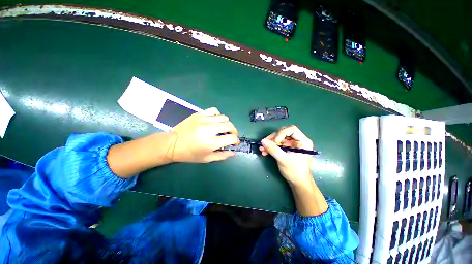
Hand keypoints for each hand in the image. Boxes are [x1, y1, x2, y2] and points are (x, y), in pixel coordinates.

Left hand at [170, 107, 238, 162]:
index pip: (232, 138)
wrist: (172, 143)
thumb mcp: (207, 158)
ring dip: (226, 124)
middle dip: (234, 131)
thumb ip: (222, 155)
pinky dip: (218, 115)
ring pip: (224, 117)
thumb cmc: (190, 153)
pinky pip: (214, 110)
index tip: (234, 142)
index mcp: (212, 142)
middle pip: (230, 126)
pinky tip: (215, 121)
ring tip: (222, 128)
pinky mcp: (199, 114)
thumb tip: (233, 152)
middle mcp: (210, 129)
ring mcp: (204, 120)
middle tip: (230, 136)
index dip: (236, 140)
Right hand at [259, 125, 313, 185]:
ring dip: (269, 143)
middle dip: (273, 138)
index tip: (275, 141)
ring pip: (278, 138)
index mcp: (303, 141)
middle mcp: (297, 141)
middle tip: (264, 144)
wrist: (298, 183)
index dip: (281, 133)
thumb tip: (263, 141)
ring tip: (262, 149)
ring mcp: (291, 144)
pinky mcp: (286, 148)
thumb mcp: (284, 160)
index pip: (292, 130)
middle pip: (283, 133)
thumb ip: (273, 150)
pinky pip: (277, 144)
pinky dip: (270, 147)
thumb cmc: (295, 172)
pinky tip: (264, 151)